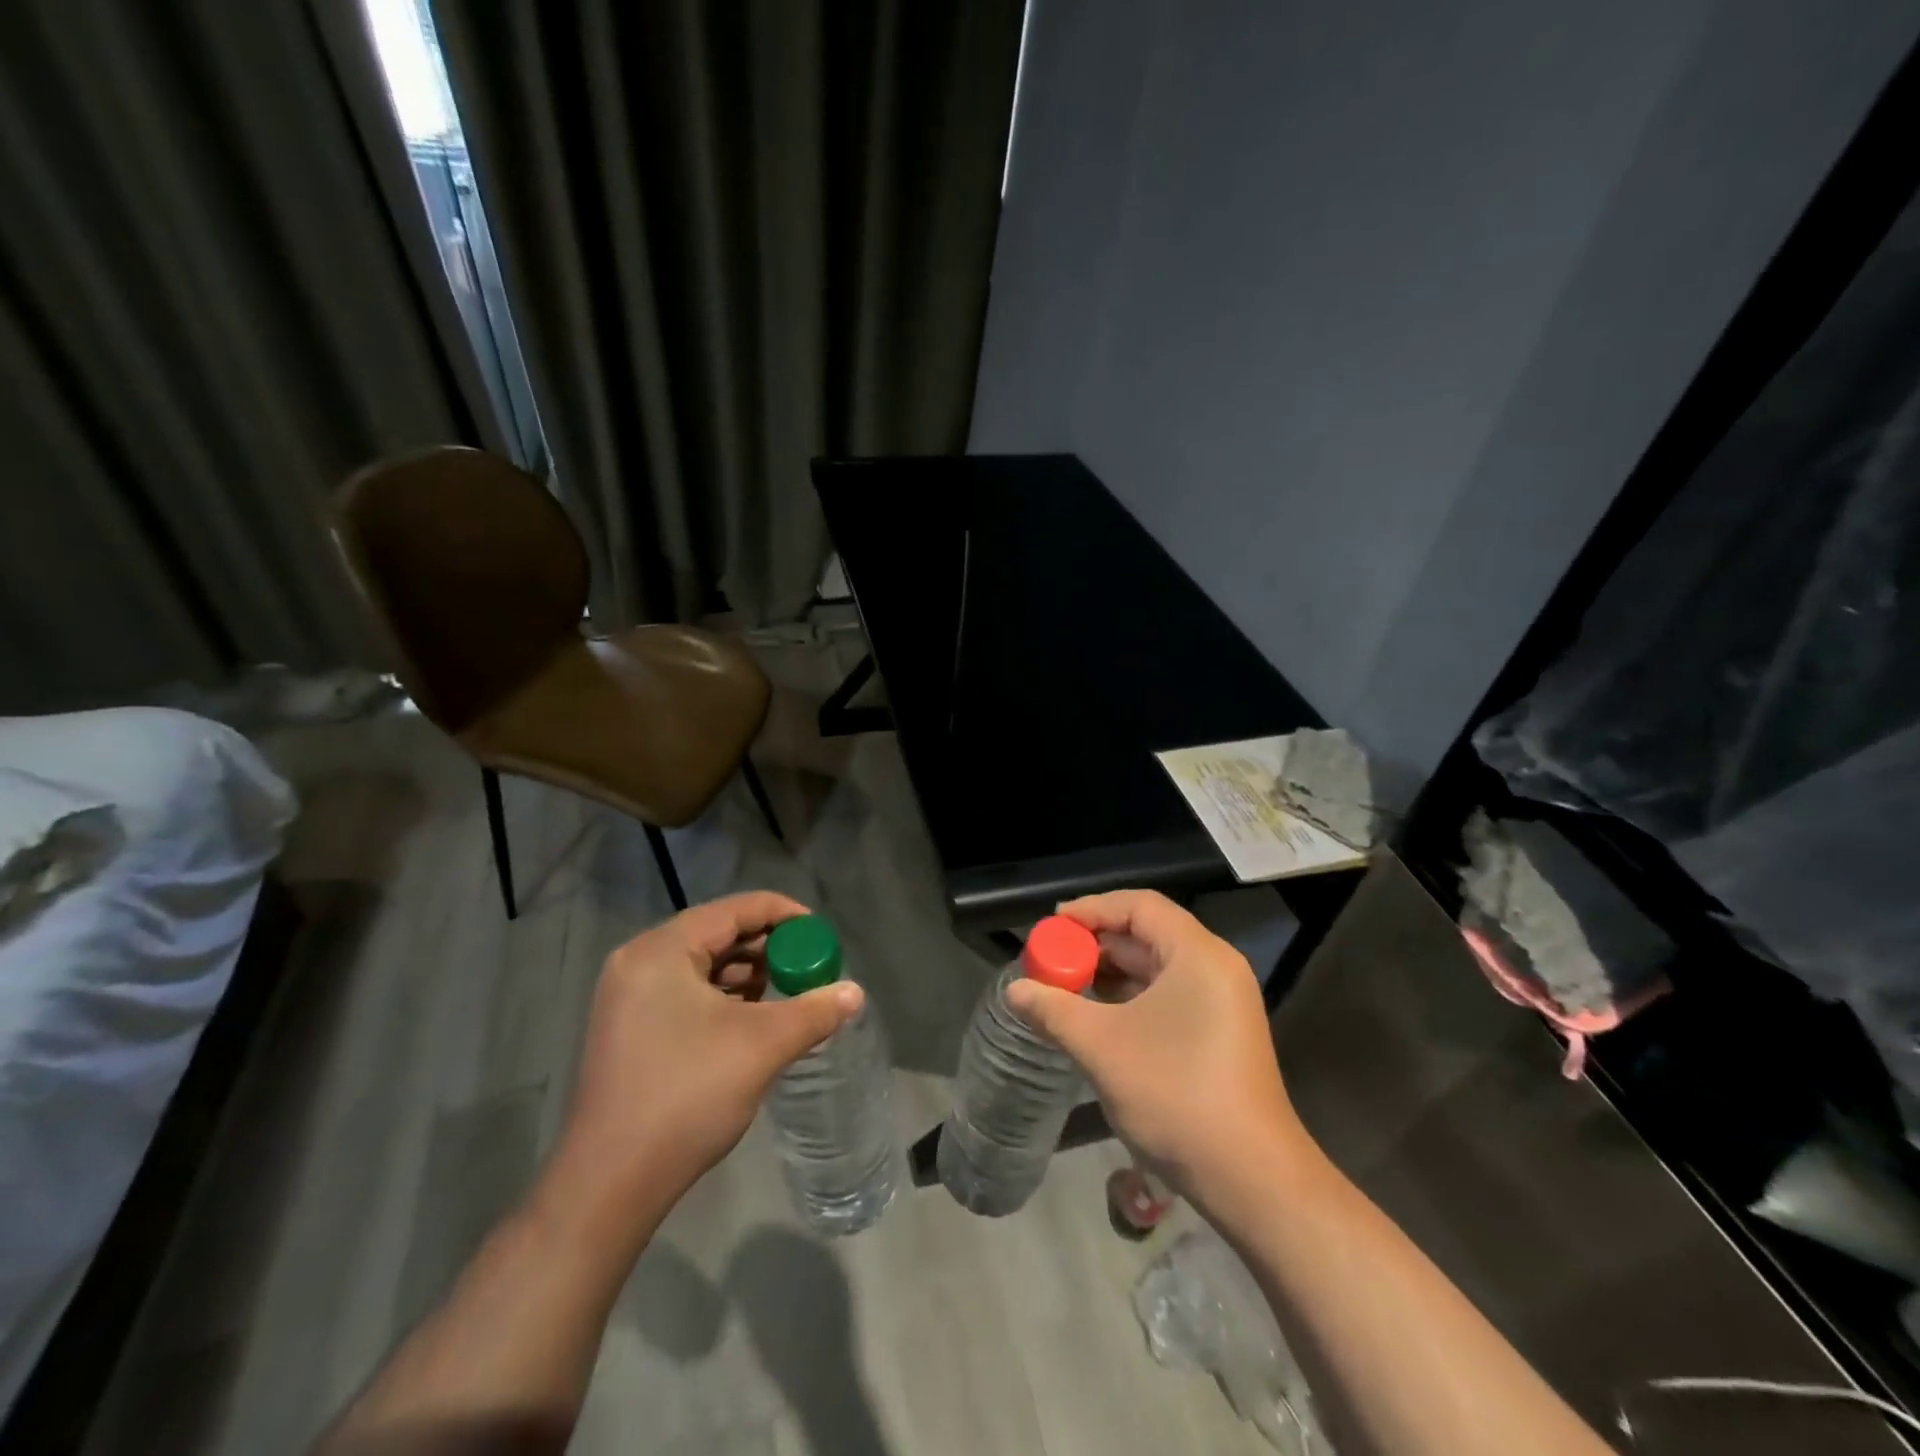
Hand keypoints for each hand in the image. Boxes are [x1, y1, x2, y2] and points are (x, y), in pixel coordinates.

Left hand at [540, 892, 861, 1247]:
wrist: (609, 1185)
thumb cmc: (687, 1096)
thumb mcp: (762, 1046)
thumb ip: (814, 1011)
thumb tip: (855, 993)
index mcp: (662, 950)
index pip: (735, 909)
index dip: (785, 915)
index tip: (821, 935)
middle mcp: (639, 961)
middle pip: (718, 933)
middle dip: (769, 947)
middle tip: (808, 968)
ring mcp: (628, 996)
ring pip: (703, 965)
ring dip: (748, 974)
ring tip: (787, 995)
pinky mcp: (629, 1027)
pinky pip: (686, 992)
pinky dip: (724, 997)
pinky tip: (753, 1020)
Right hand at [1004, 889, 1310, 1198]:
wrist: (1252, 1181)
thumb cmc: (1175, 1096)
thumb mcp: (1102, 1047)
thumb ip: (1054, 1010)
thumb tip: (1014, 991)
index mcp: (1197, 955)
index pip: (1139, 906)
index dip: (1092, 909)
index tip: (1052, 926)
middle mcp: (1215, 968)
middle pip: (1148, 934)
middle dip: (1095, 945)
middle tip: (1051, 961)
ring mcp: (1223, 1003)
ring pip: (1157, 968)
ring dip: (1110, 974)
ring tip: (1065, 989)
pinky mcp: (1221, 1034)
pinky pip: (1169, 996)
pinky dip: (1131, 999)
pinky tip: (1098, 1019)